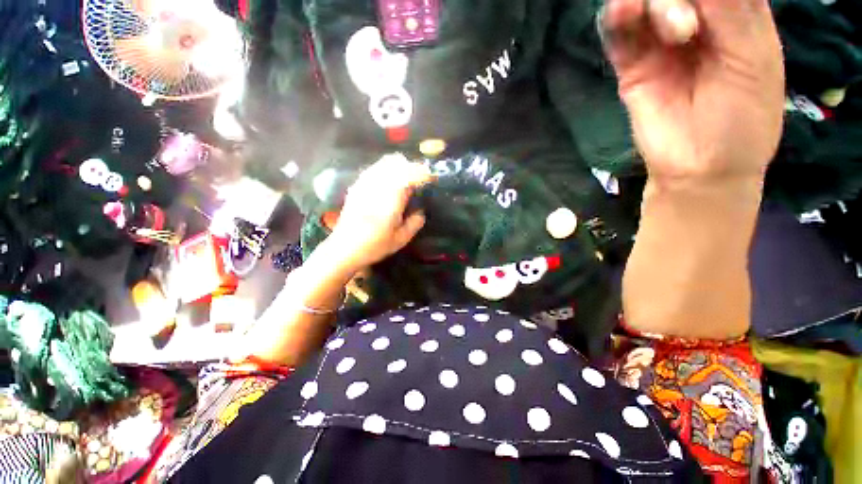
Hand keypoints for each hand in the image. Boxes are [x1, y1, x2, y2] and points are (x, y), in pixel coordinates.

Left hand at [325, 154, 433, 271]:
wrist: (343, 248)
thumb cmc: (374, 245)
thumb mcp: (401, 239)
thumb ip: (415, 223)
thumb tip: (420, 211)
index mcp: (391, 198)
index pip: (410, 174)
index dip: (423, 173)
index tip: (431, 179)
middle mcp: (377, 185)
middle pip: (397, 162)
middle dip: (412, 167)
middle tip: (419, 180)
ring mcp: (365, 183)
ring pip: (385, 162)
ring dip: (399, 167)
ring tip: (406, 179)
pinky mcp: (357, 186)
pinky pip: (375, 169)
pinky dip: (386, 170)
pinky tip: (389, 183)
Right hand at [602, 0, 784, 185]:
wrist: (700, 167)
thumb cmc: (743, 118)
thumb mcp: (754, 58)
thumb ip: (733, 11)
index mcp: (734, 13)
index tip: (705, 4)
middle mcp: (696, 20)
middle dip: (675, 0)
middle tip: (686, 29)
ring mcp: (659, 45)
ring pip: (646, 5)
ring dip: (646, 4)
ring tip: (653, 21)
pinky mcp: (632, 68)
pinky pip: (619, 37)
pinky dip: (616, 22)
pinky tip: (621, 13)